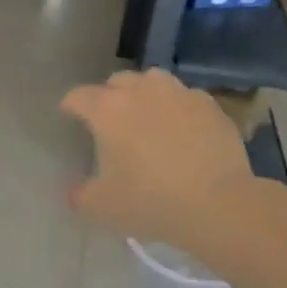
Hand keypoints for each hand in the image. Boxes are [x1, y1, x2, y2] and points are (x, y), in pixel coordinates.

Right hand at [60, 70, 280, 260]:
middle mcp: (141, 91)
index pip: (79, 96)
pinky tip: (182, 128)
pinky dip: (177, 107)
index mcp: (108, 110)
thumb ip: (81, 195)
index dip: (70, 105)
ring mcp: (179, 94)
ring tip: (147, 115)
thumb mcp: (102, 206)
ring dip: (144, 93)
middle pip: (117, 81)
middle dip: (109, 95)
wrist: (218, 204)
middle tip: (110, 119)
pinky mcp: (210, 105)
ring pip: (153, 81)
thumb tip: (75, 192)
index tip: (68, 114)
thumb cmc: (151, 201)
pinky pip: (186, 97)